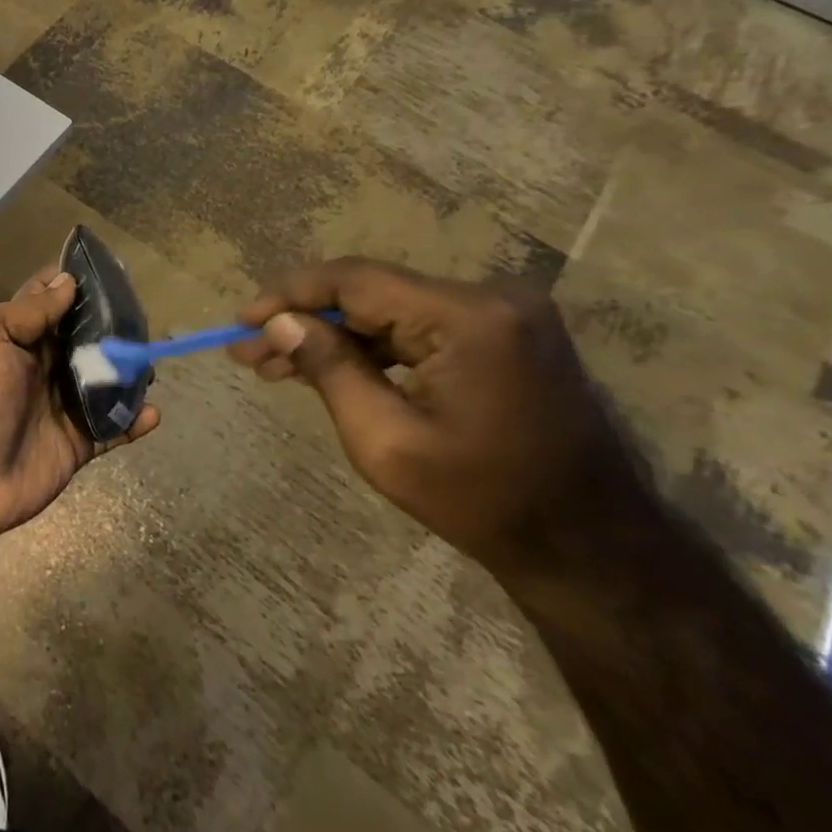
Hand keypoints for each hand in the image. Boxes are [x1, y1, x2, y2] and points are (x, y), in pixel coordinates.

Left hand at [0, 268, 159, 547]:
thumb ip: (30, 311)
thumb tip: (67, 279)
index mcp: (16, 335)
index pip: (49, 300)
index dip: (74, 284)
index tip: (110, 270)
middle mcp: (41, 365)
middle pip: (85, 338)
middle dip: (113, 327)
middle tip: (144, 318)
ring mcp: (60, 405)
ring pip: (104, 380)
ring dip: (128, 372)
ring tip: (149, 362)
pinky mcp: (76, 443)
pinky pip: (112, 428)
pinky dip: (134, 420)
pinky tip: (152, 412)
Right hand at [231, 258, 642, 577]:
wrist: (591, 550)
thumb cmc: (482, 501)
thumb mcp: (385, 441)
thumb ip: (328, 369)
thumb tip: (279, 323)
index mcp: (468, 318)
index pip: (354, 281)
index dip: (288, 295)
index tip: (240, 322)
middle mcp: (490, 299)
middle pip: (368, 293)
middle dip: (303, 321)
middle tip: (247, 351)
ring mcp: (501, 315)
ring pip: (387, 310)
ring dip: (331, 335)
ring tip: (273, 364)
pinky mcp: (502, 335)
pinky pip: (416, 327)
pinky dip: (369, 347)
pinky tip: (326, 367)